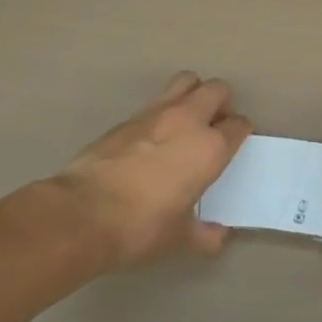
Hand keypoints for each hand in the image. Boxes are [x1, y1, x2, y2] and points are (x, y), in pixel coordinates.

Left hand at [53, 72, 251, 269]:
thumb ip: (205, 235)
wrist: (81, 214)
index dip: (240, 133)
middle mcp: (188, 120)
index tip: (234, 146)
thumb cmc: (140, 228)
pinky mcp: (127, 117)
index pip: (239, 125)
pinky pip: (156, 101)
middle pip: (217, 89)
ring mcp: (156, 112)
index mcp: (210, 148)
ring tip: (186, 120)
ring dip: (193, 94)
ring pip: (186, 81)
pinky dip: (162, 111)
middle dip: (222, 103)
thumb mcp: (178, 240)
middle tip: (214, 126)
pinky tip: (153, 138)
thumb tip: (219, 236)